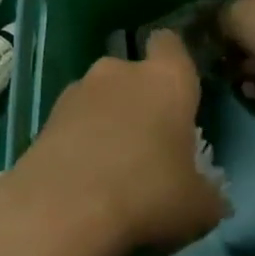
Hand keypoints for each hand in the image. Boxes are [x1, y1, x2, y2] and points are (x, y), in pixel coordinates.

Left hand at [0, 31, 226, 255]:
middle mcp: (118, 72)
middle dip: (139, 100)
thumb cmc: (147, 194)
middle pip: (132, 73)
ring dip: (106, 121)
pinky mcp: (43, 119)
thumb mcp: (198, 207)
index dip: (174, 61)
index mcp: (166, 79)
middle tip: (149, 142)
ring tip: (112, 167)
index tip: (179, 89)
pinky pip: (72, 124)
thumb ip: (208, 194)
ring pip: (98, 98)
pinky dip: (78, 142)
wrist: (62, 211)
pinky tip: (83, 179)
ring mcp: (75, 92)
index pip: (171, 44)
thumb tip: (210, 199)